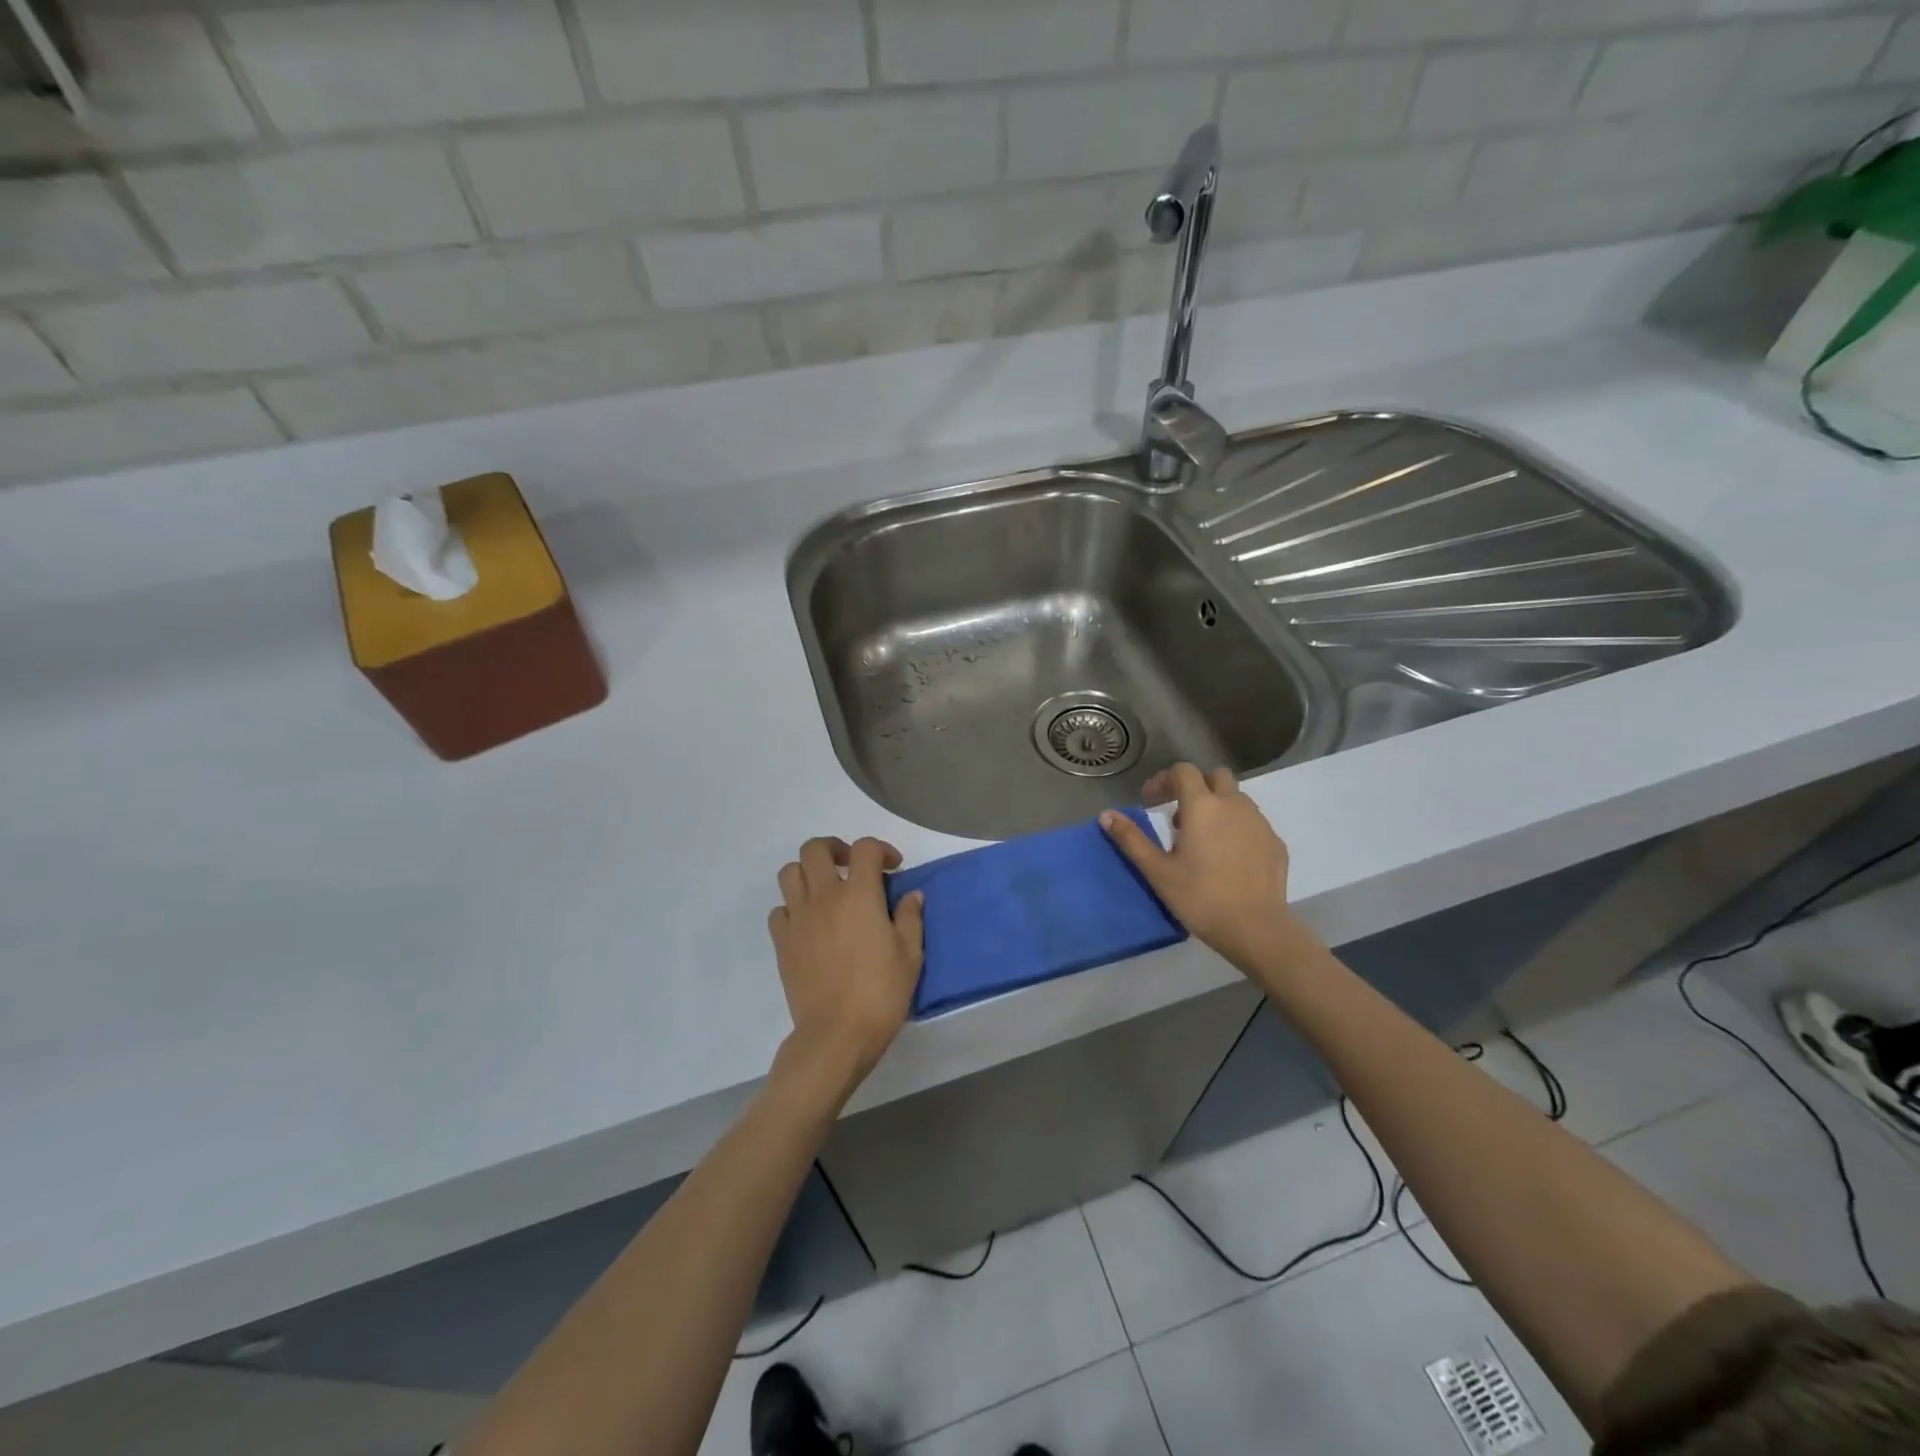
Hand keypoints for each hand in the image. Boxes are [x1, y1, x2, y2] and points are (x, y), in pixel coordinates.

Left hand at [767, 836, 924, 1091]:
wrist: (836, 1035)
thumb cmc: (880, 993)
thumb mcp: (910, 955)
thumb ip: (910, 918)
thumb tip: (911, 895)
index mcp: (859, 895)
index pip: (865, 848)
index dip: (881, 850)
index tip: (893, 868)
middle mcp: (824, 897)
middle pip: (815, 848)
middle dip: (835, 849)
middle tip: (852, 867)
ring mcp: (798, 918)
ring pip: (790, 873)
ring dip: (809, 873)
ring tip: (827, 891)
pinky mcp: (782, 942)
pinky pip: (779, 910)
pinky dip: (793, 907)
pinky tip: (810, 924)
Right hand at [1100, 764, 1303, 977]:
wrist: (1255, 929)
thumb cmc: (1199, 897)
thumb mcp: (1157, 870)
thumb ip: (1131, 839)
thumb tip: (1106, 815)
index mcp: (1202, 806)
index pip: (1184, 771)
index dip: (1164, 779)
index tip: (1151, 801)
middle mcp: (1234, 805)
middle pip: (1215, 776)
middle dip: (1195, 786)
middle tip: (1178, 814)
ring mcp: (1259, 822)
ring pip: (1237, 799)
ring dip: (1217, 806)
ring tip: (1202, 838)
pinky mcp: (1275, 842)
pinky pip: (1252, 822)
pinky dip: (1236, 827)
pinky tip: (1227, 857)